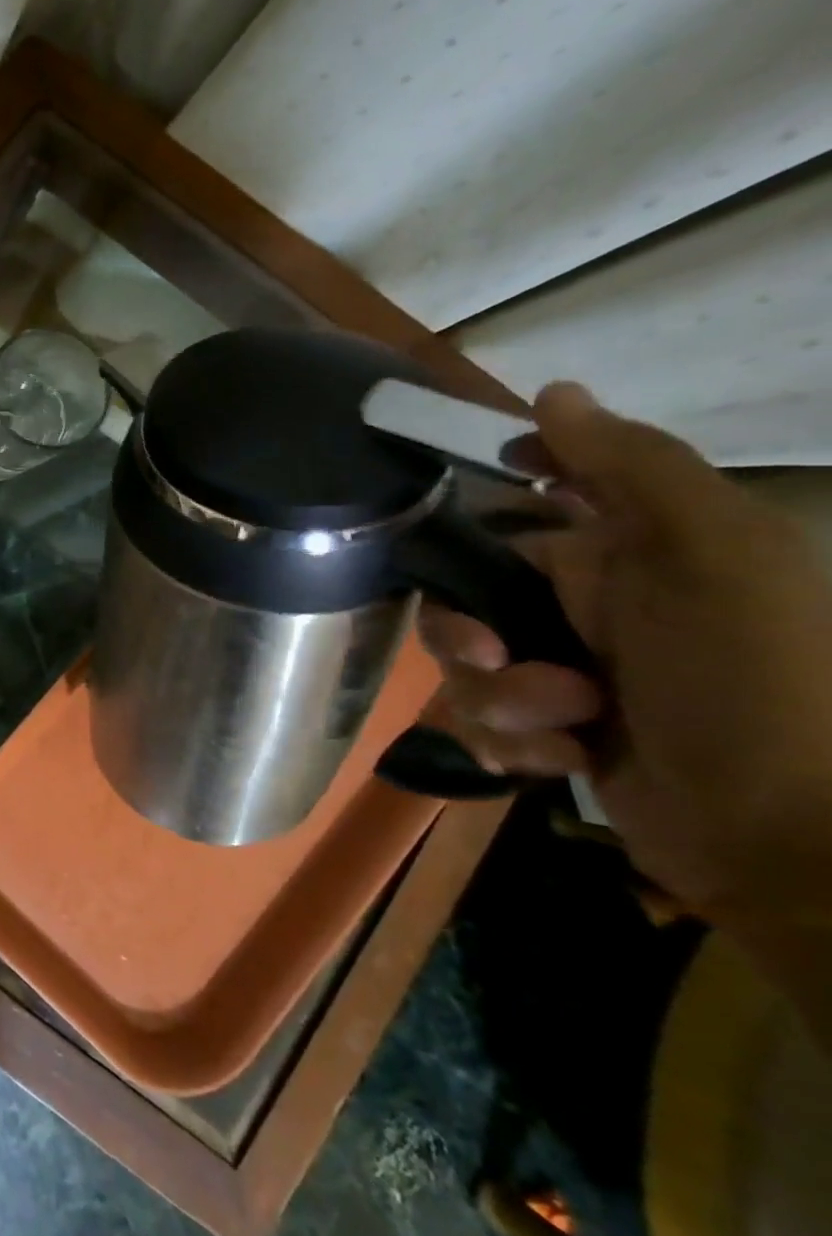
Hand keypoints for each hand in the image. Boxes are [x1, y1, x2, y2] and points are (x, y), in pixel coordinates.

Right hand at [418, 383, 831, 930]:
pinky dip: (511, 741)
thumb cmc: (753, 682)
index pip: (521, 508)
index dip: (479, 508)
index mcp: (624, 554)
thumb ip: (632, 469)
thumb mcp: (713, 557)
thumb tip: (552, 392)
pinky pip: (483, 719)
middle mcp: (587, 606)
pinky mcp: (549, 731)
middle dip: (466, 636)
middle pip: (464, 596)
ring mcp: (564, 671)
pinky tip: (559, 760)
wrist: (790, 843)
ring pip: (466, 666)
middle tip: (497, 663)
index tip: (445, 532)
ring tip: (563, 725)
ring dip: (497, 700)